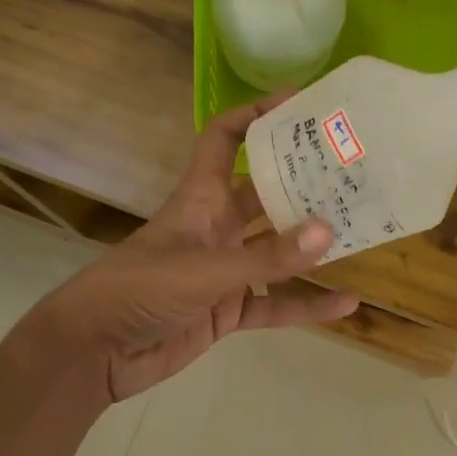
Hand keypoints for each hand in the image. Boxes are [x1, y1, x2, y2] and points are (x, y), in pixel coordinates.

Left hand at [24, 99, 359, 400]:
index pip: (224, 138)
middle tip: (353, 170)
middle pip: (265, 193)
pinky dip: (306, 305)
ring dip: (312, 245)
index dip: (256, 115)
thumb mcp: (203, 269)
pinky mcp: (227, 309)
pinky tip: (346, 304)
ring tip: (360, 231)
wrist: (95, 352)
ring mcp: (223, 269)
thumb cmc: (138, 290)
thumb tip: (327, 232)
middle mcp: (215, 227)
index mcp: (199, 199)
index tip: (301, 103)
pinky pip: (275, 302)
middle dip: (304, 182)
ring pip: (277, 251)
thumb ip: (265, 256)